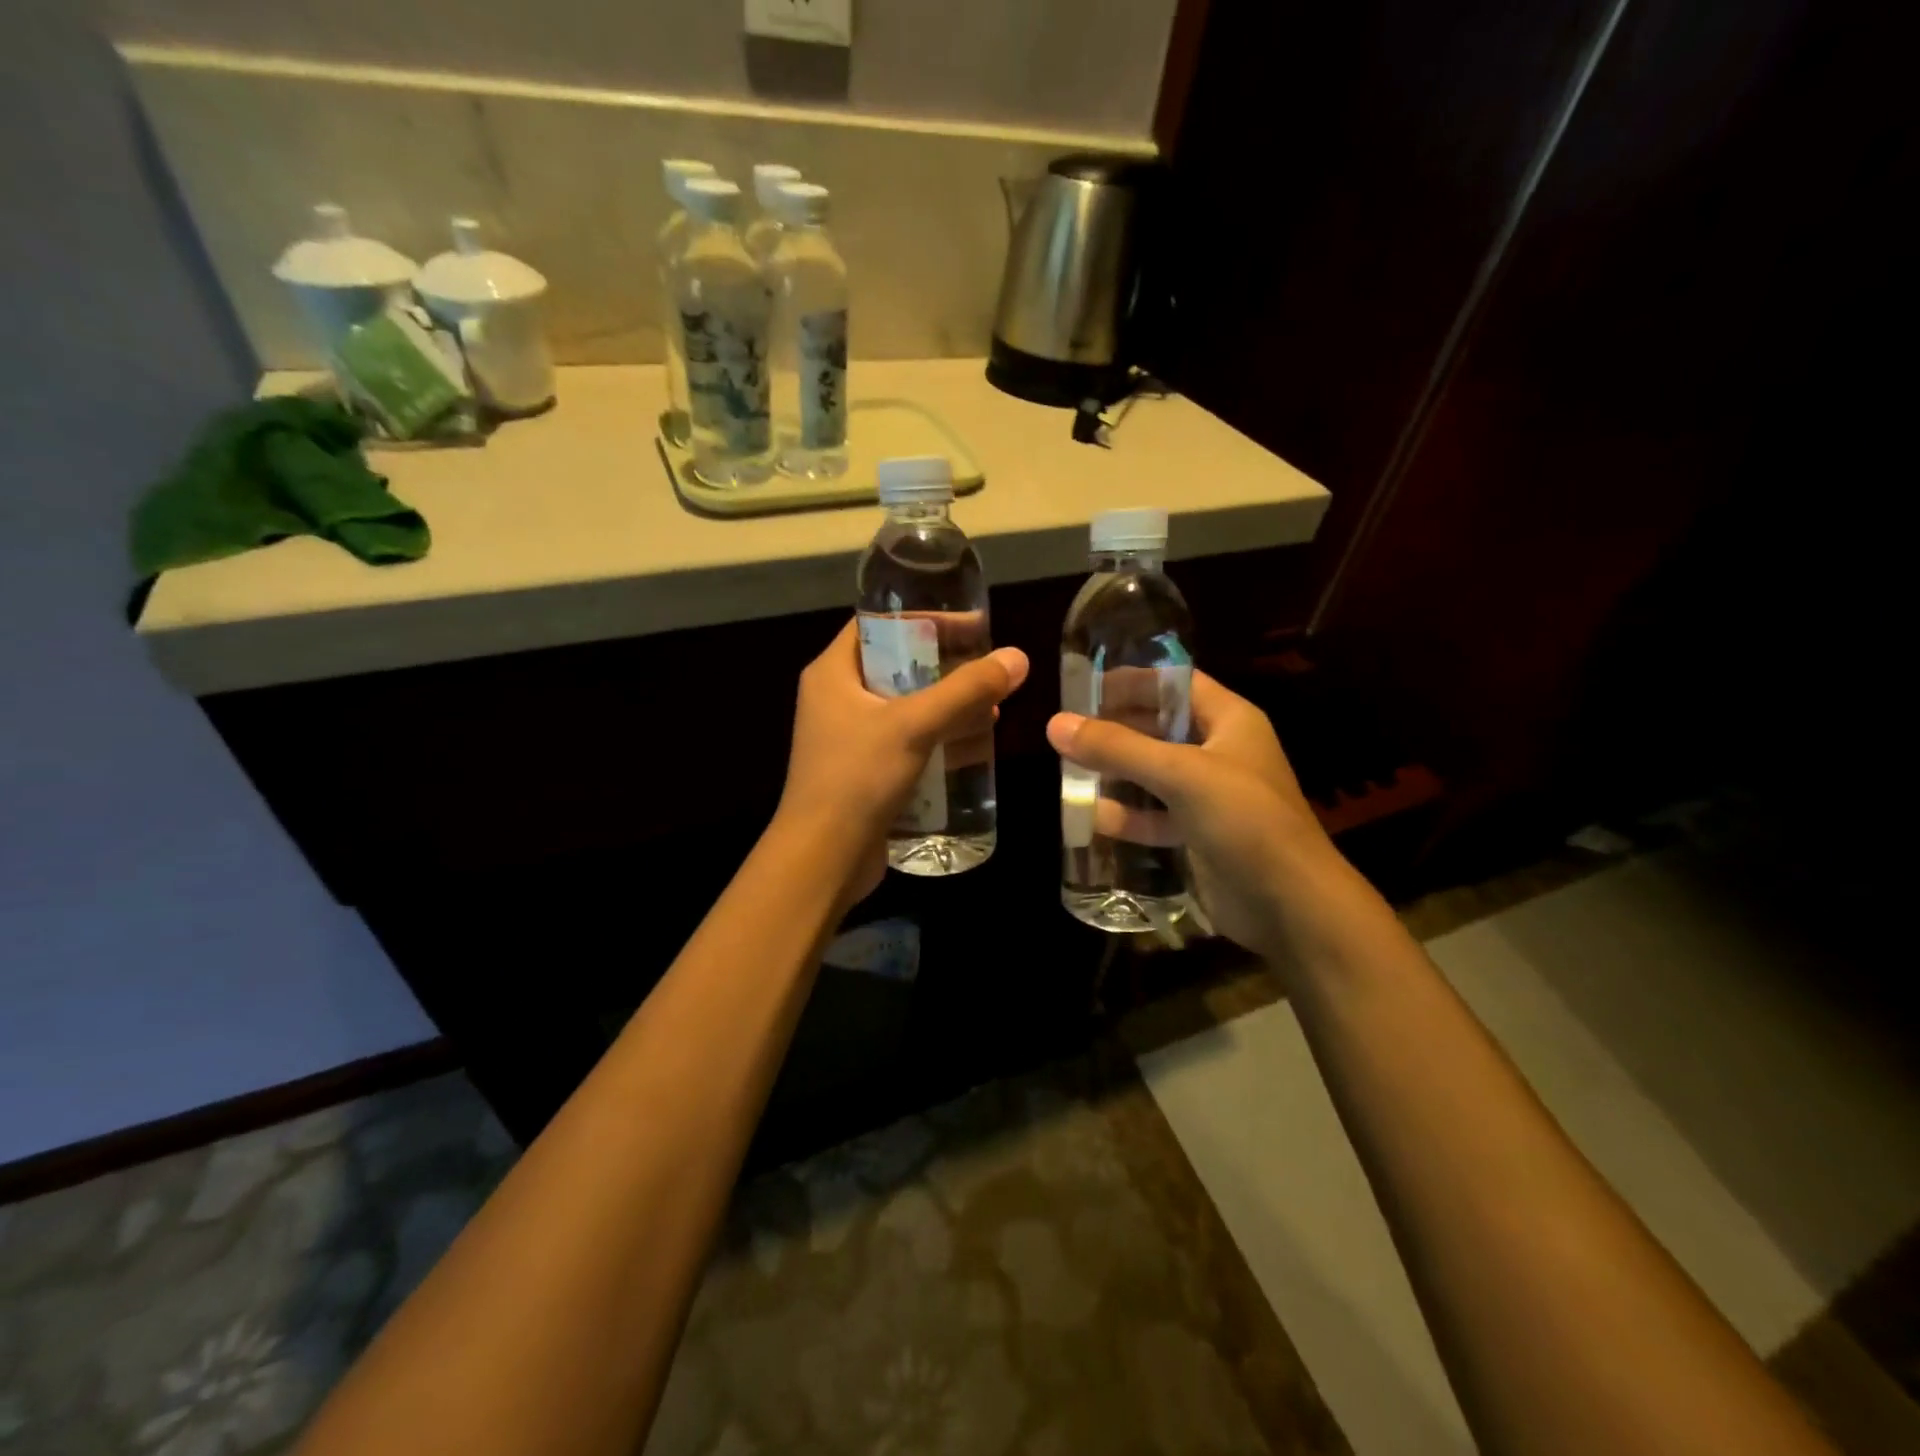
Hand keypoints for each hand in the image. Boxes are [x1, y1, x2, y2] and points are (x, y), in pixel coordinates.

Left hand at [779, 619, 1028, 902]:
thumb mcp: (914, 725)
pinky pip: (906, 740)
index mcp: (832, 673)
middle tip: (989, 667)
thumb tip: (1017, 657)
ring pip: (905, 706)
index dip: (925, 620)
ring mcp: (849, 737)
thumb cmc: (857, 778)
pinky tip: (973, 743)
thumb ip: (965, 690)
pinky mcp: (864, 771)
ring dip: (947, 704)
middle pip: (897, 665)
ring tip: (992, 704)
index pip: (878, 624)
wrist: (823, 858)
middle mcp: (836, 698)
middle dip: (945, 665)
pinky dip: (937, 736)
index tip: (971, 625)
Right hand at [1048, 672, 1337, 954]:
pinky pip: (1157, 815)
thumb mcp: (1180, 774)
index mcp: (1230, 721)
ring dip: (1117, 773)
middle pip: (1161, 727)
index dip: (1133, 681)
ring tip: (1070, 769)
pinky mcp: (1201, 834)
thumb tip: (1056, 724)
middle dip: (1117, 728)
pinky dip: (1129, 816)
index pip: (1176, 683)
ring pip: (1155, 773)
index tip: (1085, 688)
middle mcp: (1221, 751)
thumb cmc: (1244, 820)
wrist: (1290, 905)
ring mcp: (1212, 795)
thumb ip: (1117, 748)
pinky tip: (1094, 818)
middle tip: (1068, 731)